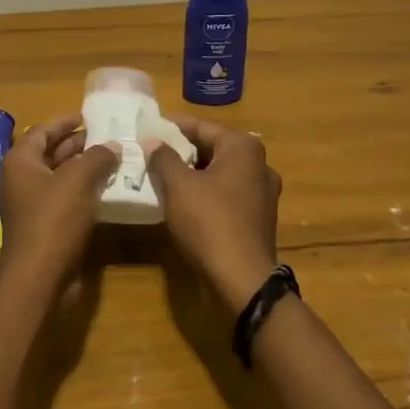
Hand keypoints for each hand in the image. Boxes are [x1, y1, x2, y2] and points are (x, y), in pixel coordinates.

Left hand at [0, 114, 119, 282]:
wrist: (38, 277)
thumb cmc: (53, 220)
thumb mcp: (78, 181)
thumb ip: (96, 158)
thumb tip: (112, 145)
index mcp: (21, 161)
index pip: (42, 130)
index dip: (66, 121)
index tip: (90, 116)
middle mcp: (22, 179)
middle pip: (51, 152)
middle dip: (79, 144)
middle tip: (109, 137)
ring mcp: (32, 204)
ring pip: (60, 177)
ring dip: (84, 168)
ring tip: (115, 159)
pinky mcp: (44, 226)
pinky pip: (65, 199)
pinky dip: (84, 191)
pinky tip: (108, 189)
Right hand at [143, 118, 282, 312]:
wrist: (241, 281)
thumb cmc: (209, 222)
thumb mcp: (178, 185)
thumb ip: (163, 158)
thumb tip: (153, 142)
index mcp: (244, 149)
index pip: (202, 127)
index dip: (173, 127)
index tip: (148, 128)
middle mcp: (259, 166)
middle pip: (212, 149)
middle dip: (181, 152)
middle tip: (150, 153)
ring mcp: (261, 195)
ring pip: (218, 174)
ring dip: (191, 175)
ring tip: (160, 177)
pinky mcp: (257, 220)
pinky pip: (225, 196)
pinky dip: (204, 194)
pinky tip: (180, 203)